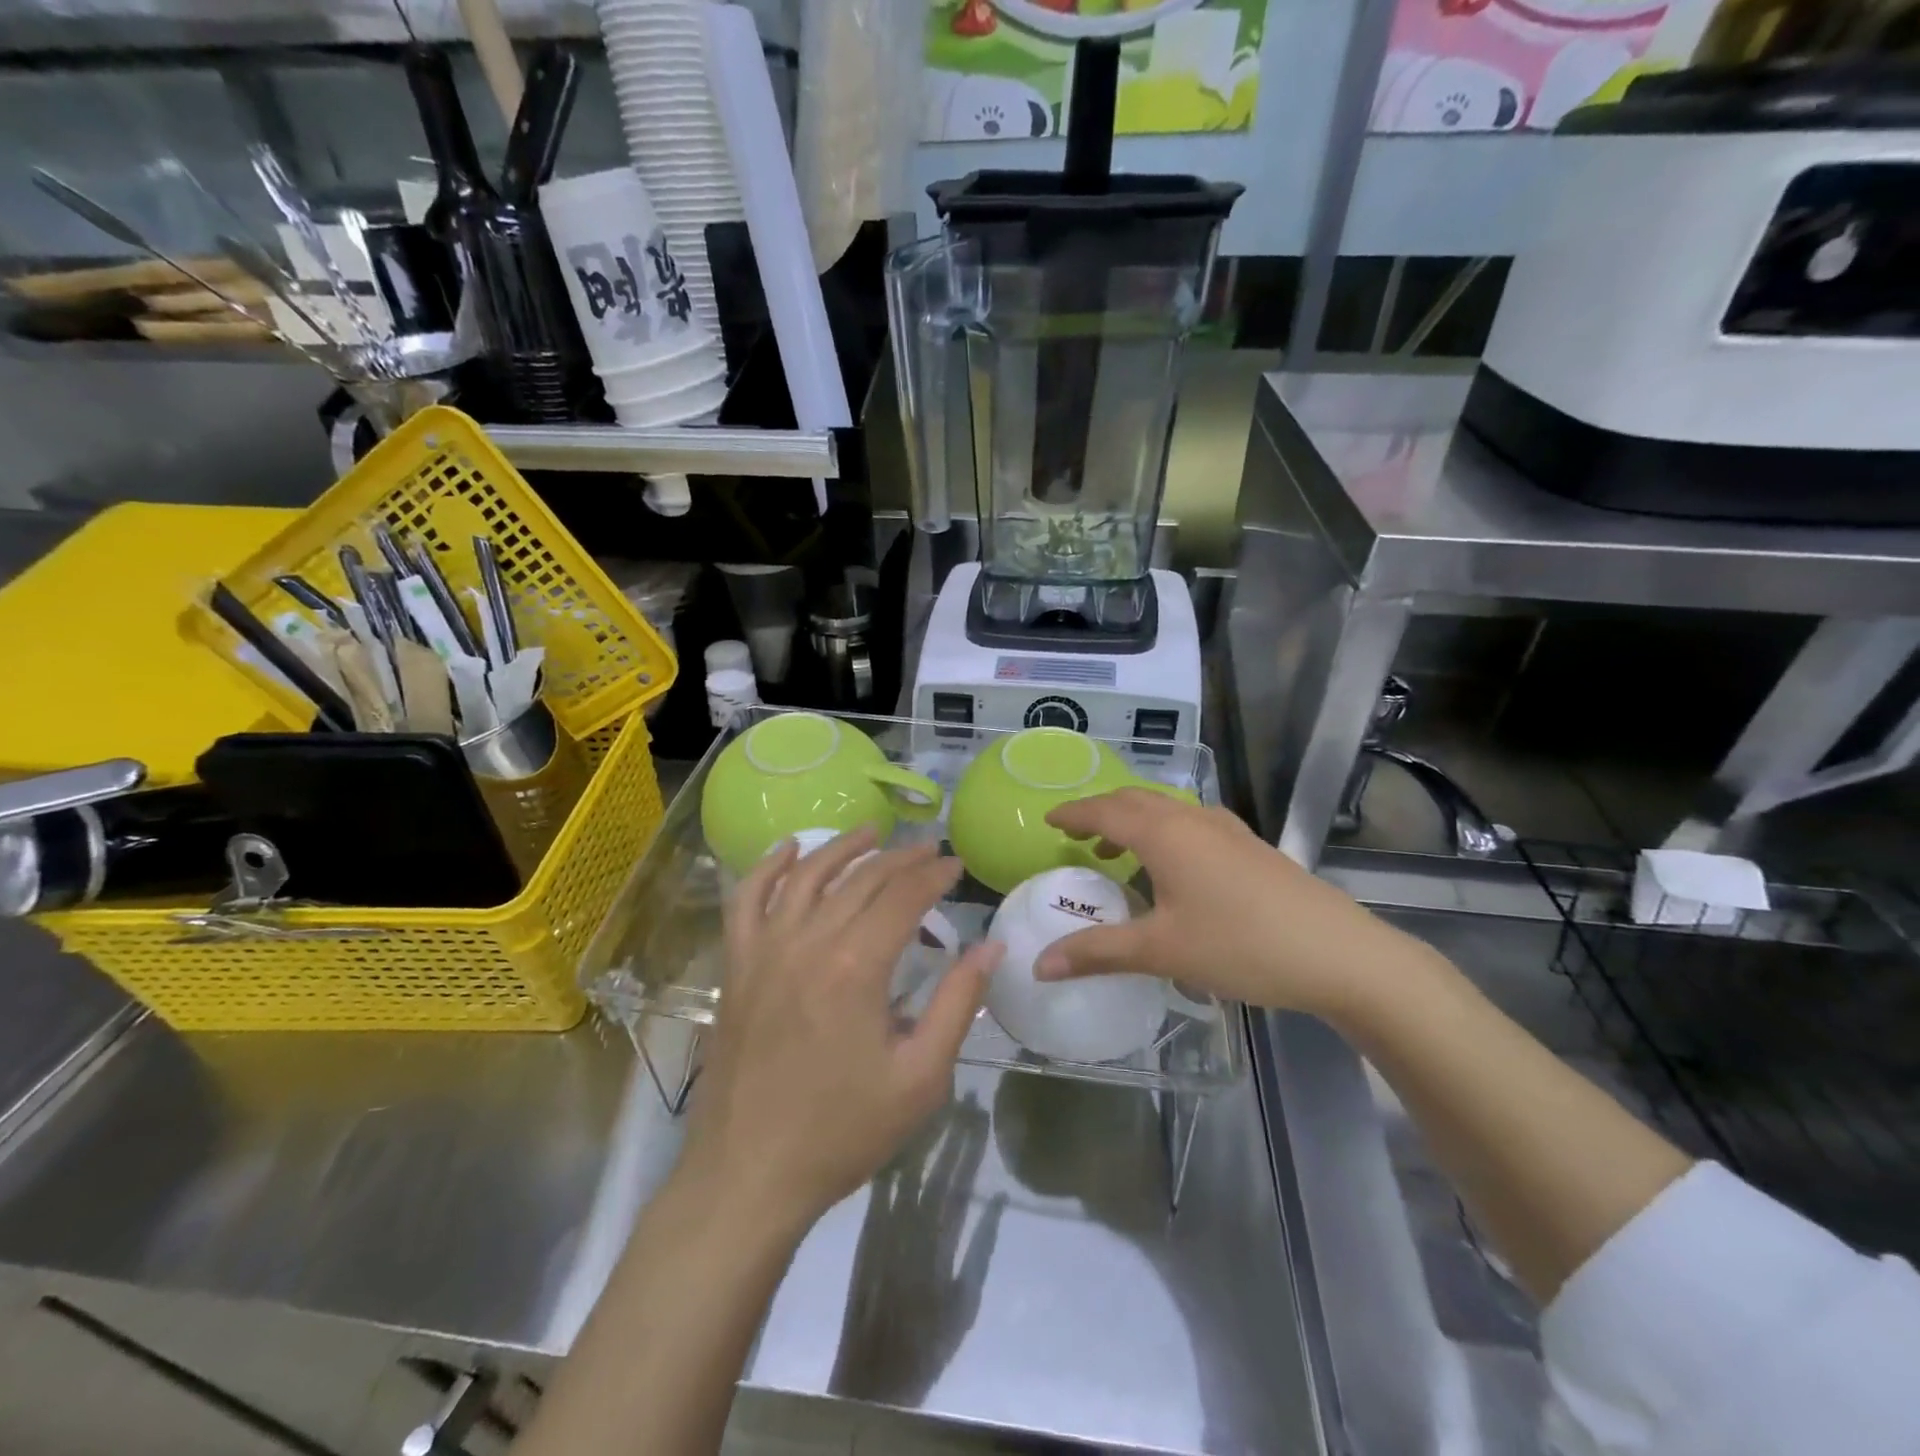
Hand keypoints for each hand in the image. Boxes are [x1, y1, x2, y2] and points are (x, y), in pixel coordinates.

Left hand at [677, 828, 999, 1236]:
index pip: (903, 896)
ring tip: (872, 831)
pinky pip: (747, 901)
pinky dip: (768, 867)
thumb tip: (990, 947)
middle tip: (929, 850)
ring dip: (842, 847)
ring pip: (806, 876)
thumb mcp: (920, 1078)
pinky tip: (789, 850)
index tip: (956, 864)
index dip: (934, 874)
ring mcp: (764, 951)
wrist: (748, 1175)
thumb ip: (957, 1004)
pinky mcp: (737, 967)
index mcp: (856, 967)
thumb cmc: (842, 1132)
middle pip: (860, 879)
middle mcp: (807, 942)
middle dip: (900, 858)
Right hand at [1037, 790, 1438, 1021]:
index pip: (1105, 810)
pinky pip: (1192, 824)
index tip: (1049, 820)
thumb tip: (1039, 965)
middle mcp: (1193, 819)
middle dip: (1101, 812)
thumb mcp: (1161, 951)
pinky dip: (1165, 833)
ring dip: (1135, 822)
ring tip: (1117, 853)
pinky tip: (1174, 868)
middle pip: (1135, 801)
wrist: (1340, 954)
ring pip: (1167, 810)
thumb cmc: (1240, 945)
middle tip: (1077, 835)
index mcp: (1165, 833)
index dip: (1073, 813)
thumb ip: (1097, 953)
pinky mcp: (1251, 846)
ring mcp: (1228, 830)